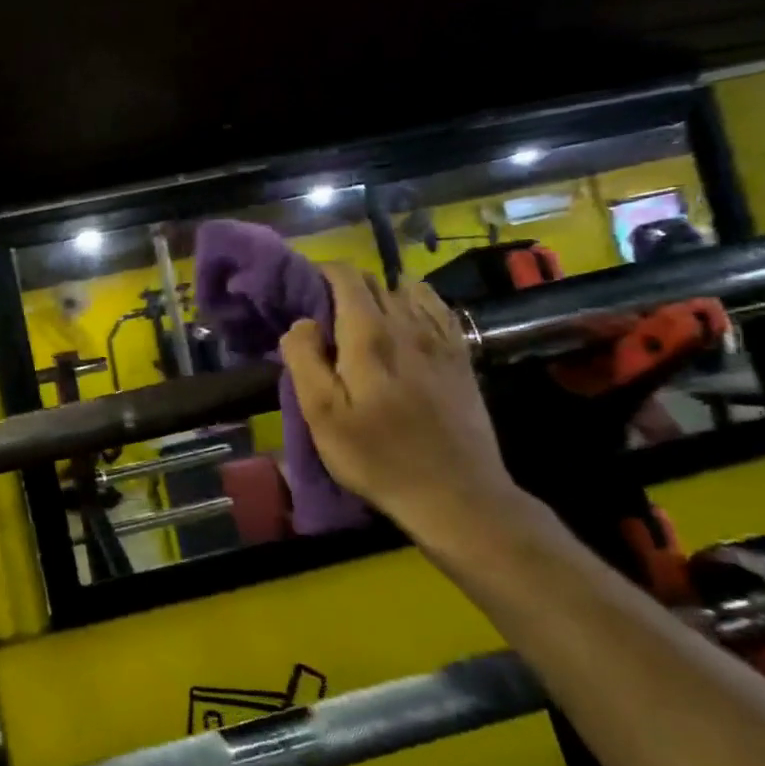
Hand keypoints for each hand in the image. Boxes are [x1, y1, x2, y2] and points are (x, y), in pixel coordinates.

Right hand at [280, 265, 524, 548]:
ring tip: (362, 321)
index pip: (346, 277)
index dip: (321, 272)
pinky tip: (404, 327)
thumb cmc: (376, 456)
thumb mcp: (321, 415)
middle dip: (345, 285)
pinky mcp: (462, 356)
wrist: (455, 493)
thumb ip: (304, 359)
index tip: (302, 288)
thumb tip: (301, 323)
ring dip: (380, 293)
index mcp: (369, 335)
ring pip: (407, 289)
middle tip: (324, 313)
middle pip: (375, 280)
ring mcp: (442, 339)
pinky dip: (414, 305)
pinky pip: (437, 309)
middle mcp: (409, 324)